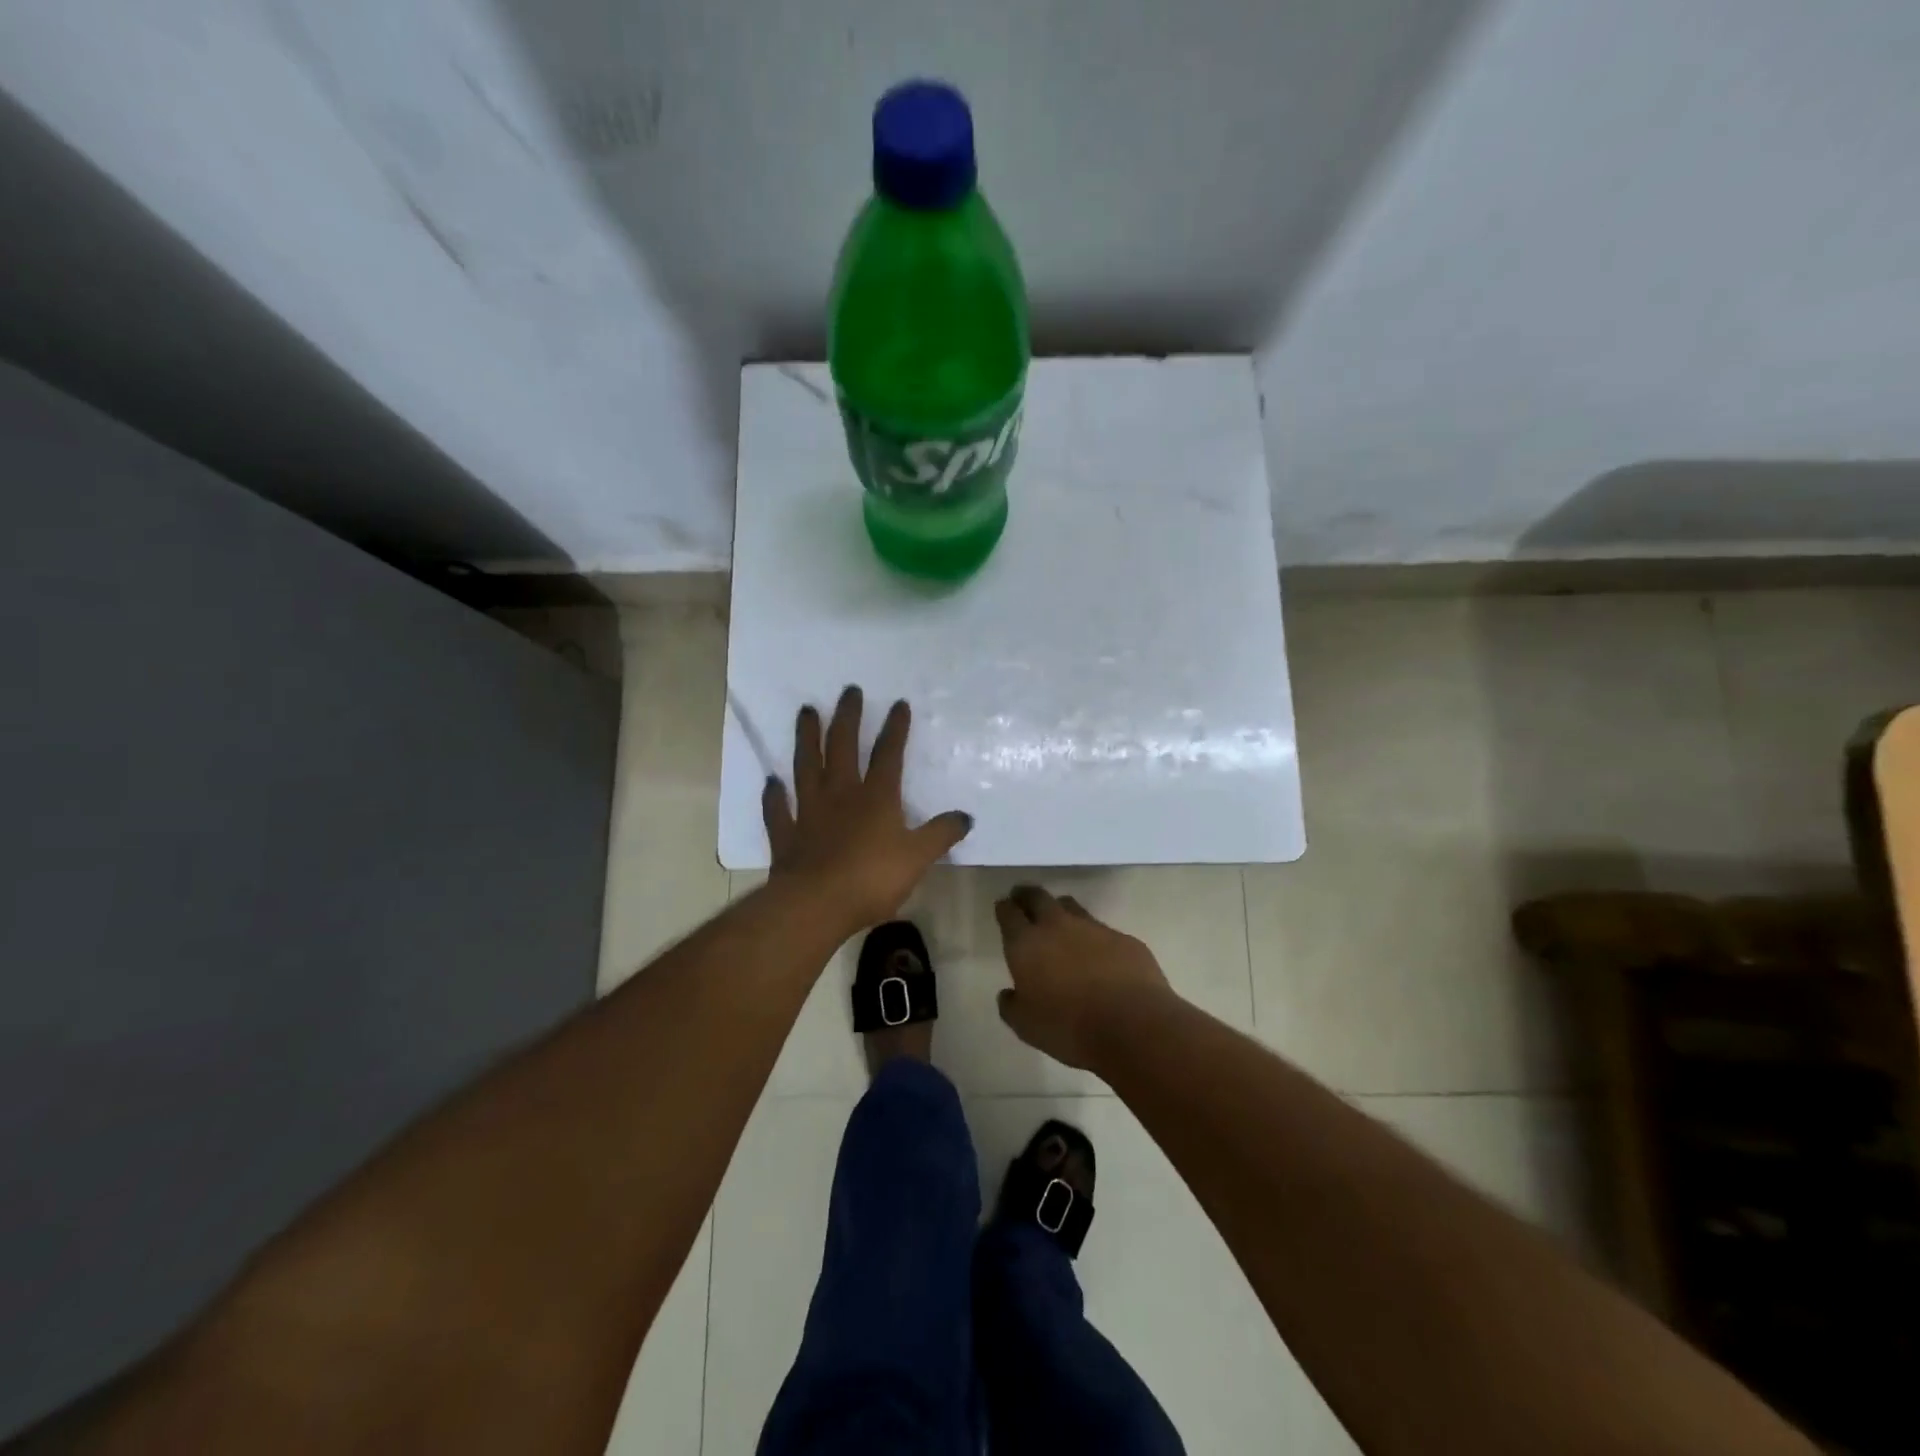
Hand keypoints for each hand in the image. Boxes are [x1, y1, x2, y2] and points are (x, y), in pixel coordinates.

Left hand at [763, 686, 972, 932]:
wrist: (817, 904)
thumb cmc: (872, 878)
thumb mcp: (918, 857)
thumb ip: (940, 834)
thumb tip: (965, 817)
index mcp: (875, 797)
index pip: (888, 754)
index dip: (895, 729)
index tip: (898, 703)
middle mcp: (840, 795)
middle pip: (842, 748)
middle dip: (847, 717)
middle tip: (848, 691)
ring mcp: (809, 812)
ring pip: (806, 767)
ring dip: (806, 738)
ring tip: (805, 712)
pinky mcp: (786, 835)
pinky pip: (778, 810)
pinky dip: (774, 796)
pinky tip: (771, 782)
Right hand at [993, 885, 1171, 1069]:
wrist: (1133, 1026)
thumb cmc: (1069, 1028)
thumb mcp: (1026, 1027)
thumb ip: (1011, 1006)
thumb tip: (1009, 994)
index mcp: (1027, 944)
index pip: (1009, 913)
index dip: (1004, 908)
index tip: (1004, 907)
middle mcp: (1058, 926)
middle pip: (1038, 897)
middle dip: (1028, 896)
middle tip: (1024, 899)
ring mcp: (1094, 928)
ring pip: (1071, 907)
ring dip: (1061, 910)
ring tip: (1060, 921)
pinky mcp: (1124, 939)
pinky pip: (1103, 930)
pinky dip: (1095, 938)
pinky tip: (1099, 955)